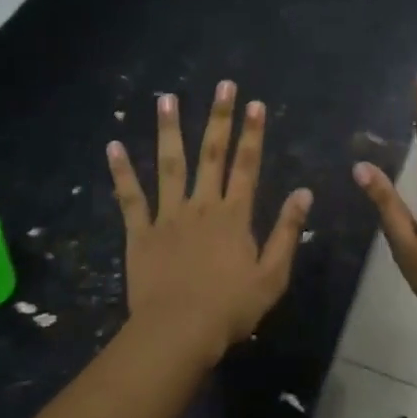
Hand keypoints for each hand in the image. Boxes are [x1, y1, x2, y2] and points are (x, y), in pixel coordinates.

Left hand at [108, 81, 312, 363]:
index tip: (256, 104)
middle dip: (219, 118)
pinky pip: (130, 197)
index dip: (253, 133)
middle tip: (222, 86)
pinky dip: (121, 172)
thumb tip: (303, 193)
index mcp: (234, 215)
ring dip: (169, 130)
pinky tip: (113, 146)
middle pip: (211, 154)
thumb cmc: (230, 308)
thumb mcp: (272, 275)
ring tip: (166, 99)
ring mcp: (168, 216)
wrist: (178, 332)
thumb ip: (287, 232)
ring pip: (169, 165)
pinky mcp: (140, 232)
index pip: (247, 165)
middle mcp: (201, 205)